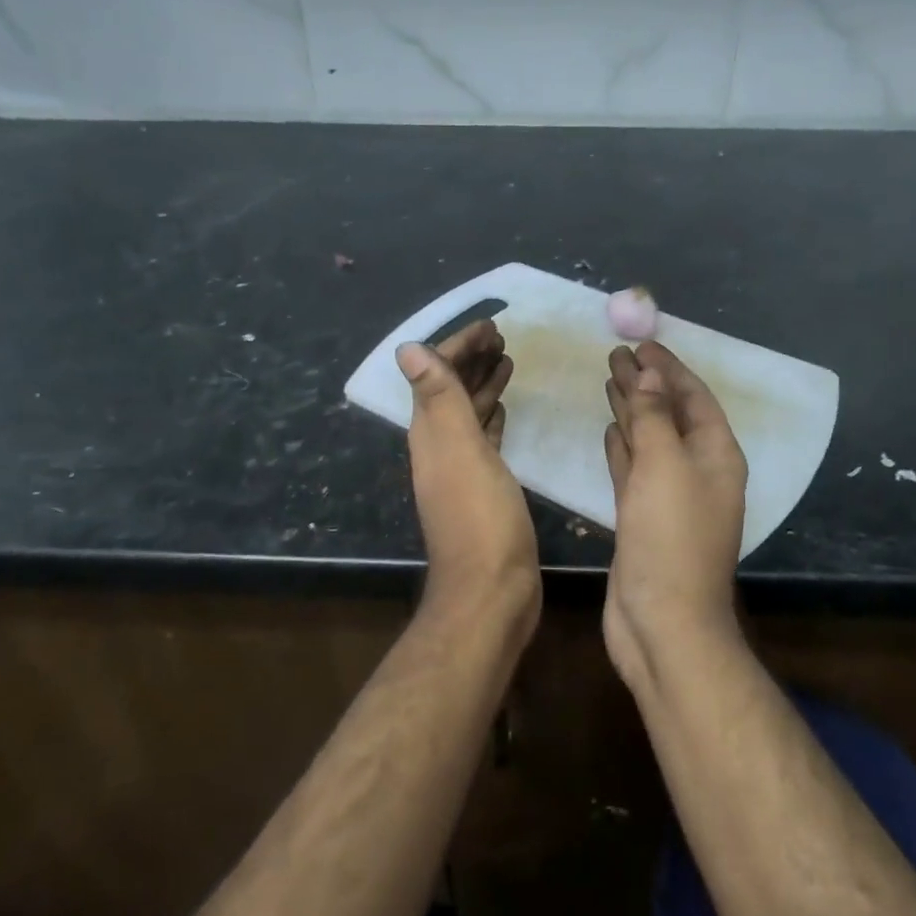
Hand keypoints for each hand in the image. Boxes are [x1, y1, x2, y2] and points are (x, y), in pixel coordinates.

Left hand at [398, 320, 539, 629]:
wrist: (492, 590)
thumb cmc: (480, 518)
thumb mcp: (460, 450)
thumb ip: (438, 398)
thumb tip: (408, 348)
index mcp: (431, 434)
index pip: (438, 375)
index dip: (459, 347)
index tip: (491, 325)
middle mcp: (439, 447)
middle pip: (451, 391)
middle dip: (472, 359)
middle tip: (503, 336)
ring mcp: (460, 469)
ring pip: (468, 413)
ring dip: (483, 385)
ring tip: (508, 361)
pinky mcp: (483, 488)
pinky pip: (484, 439)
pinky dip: (492, 417)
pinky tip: (504, 410)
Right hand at [602, 342, 747, 687]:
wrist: (663, 621)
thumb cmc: (670, 538)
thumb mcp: (664, 467)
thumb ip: (654, 419)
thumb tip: (649, 377)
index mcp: (716, 455)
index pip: (694, 398)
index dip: (669, 369)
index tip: (641, 343)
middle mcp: (697, 471)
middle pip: (670, 415)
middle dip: (646, 384)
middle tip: (615, 354)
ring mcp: (669, 496)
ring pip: (650, 440)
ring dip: (632, 411)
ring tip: (609, 380)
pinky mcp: (642, 516)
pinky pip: (633, 469)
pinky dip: (622, 447)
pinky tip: (610, 429)